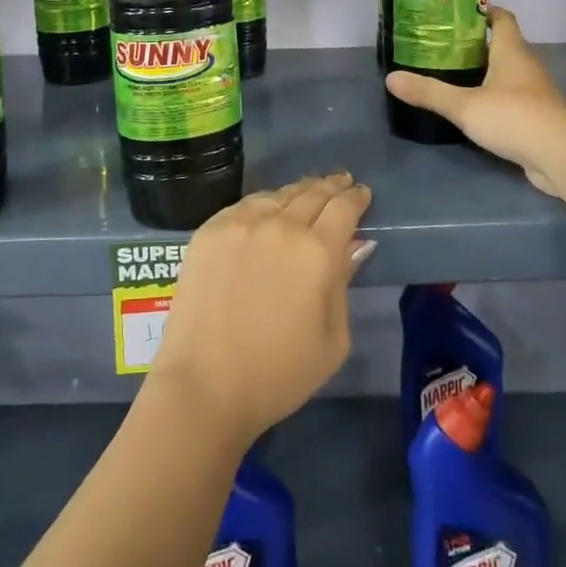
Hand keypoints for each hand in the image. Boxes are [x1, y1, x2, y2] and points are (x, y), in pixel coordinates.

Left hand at [147, 173, 373, 447]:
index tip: (361, 194)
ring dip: (298, 191)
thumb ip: (343, 283)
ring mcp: (240, 223)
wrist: (204, 385)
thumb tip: (354, 245)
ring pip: (278, 194)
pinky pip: (245, 205)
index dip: (356, 197)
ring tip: (308, 191)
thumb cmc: (278, 374)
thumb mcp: (332, 340)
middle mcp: (280, 226)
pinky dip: (265, 202)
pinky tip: (269, 206)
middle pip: (312, 193)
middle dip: (331, 186)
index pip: (343, 208)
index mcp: (317, 252)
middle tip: (341, 182)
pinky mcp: (210, 230)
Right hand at [386, 6, 565, 194]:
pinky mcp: (538, 118)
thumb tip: (390, 78)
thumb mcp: (464, 105)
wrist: (562, 157)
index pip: (502, 18)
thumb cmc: (514, 117)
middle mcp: (527, 66)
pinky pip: (513, 99)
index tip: (459, 11)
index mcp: (512, 51)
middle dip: (477, 43)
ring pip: (508, 73)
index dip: (484, 10)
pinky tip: (475, 109)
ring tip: (453, 75)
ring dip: (486, 72)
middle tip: (444, 45)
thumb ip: (429, 92)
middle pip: (504, 45)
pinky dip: (495, 98)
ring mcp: (536, 93)